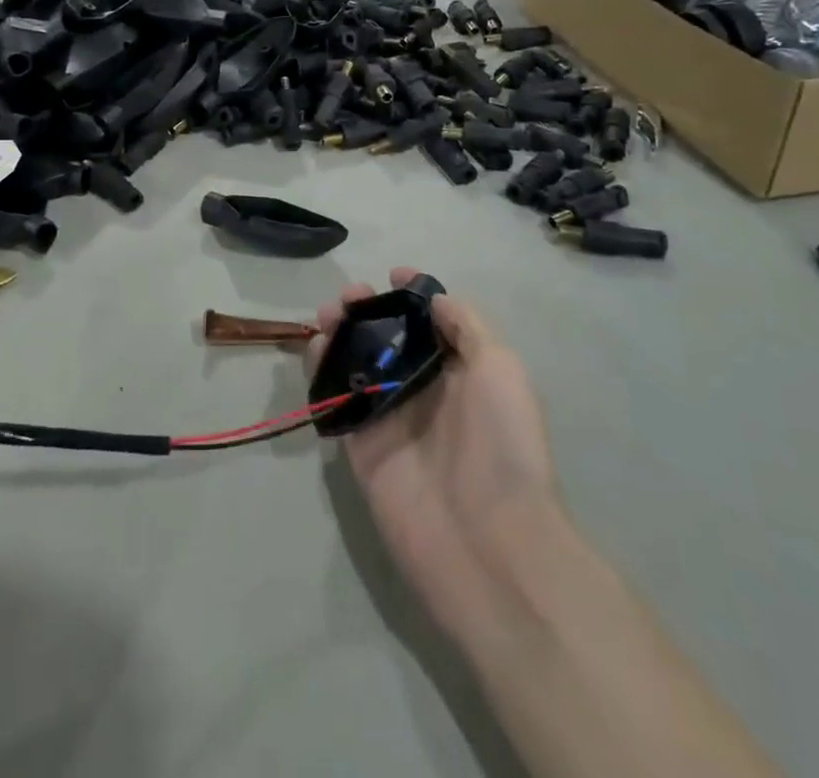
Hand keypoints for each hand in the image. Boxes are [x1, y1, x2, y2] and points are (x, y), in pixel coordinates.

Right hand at [311, 270, 563, 643]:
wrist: (489, 542)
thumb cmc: (503, 444)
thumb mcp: (500, 367)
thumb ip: (466, 325)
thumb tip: (433, 297)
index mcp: (460, 371)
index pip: (430, 323)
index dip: (410, 296)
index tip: (390, 275)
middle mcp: (423, 390)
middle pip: (386, 338)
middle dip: (366, 310)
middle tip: (347, 298)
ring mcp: (389, 418)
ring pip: (356, 363)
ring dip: (338, 333)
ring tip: (326, 317)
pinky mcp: (360, 445)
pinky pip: (335, 400)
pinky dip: (321, 371)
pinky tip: (315, 350)